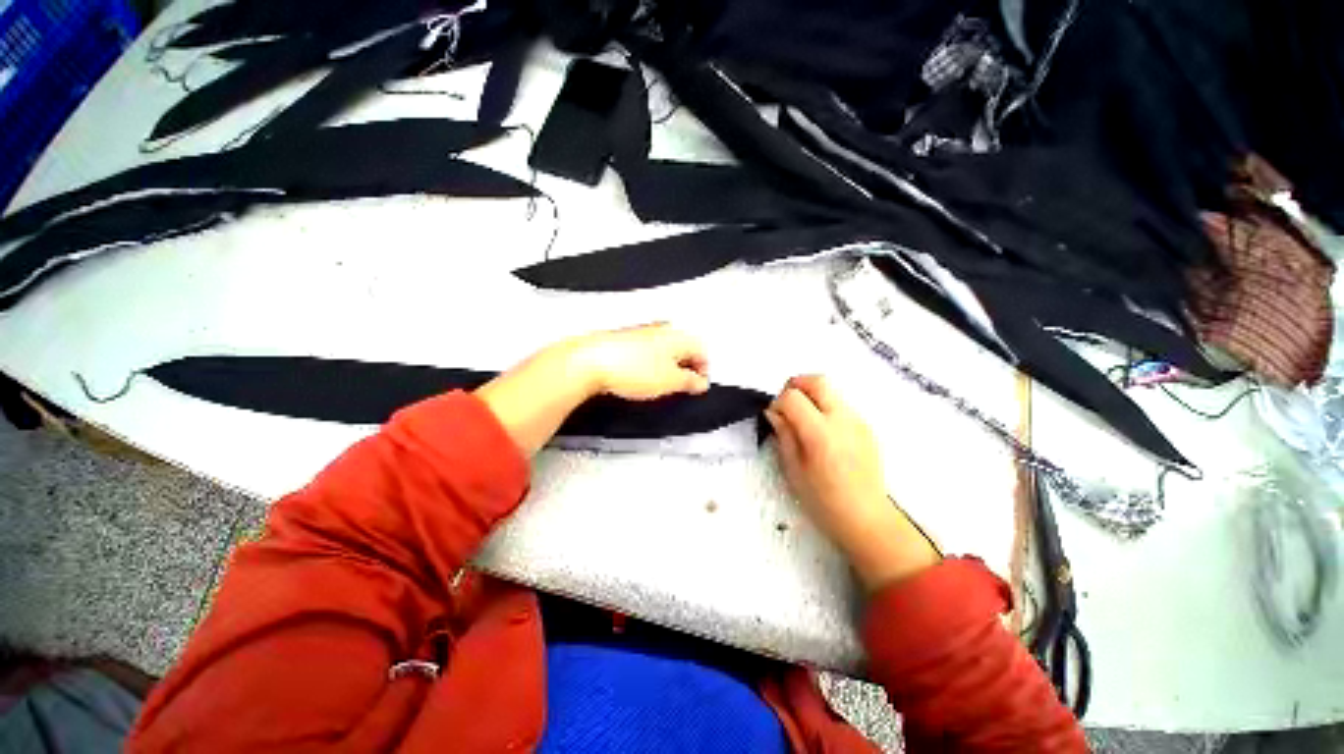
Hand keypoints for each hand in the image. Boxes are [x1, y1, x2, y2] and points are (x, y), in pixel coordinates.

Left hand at [568, 323, 708, 399]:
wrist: (592, 362)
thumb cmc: (629, 367)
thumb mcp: (670, 382)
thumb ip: (690, 382)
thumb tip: (700, 383)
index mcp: (679, 337)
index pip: (702, 350)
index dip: (704, 370)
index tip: (700, 384)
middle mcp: (663, 331)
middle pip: (685, 348)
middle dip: (688, 367)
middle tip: (685, 385)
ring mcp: (644, 334)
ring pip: (667, 350)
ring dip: (670, 367)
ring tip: (663, 384)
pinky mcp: (628, 341)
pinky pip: (649, 353)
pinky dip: (652, 365)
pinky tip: (644, 377)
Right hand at [765, 375, 939, 590]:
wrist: (867, 519)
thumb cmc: (823, 501)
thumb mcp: (793, 469)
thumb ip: (784, 434)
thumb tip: (774, 412)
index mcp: (821, 433)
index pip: (793, 397)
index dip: (778, 402)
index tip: (775, 418)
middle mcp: (843, 419)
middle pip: (817, 381)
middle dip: (796, 385)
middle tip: (787, 406)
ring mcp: (859, 421)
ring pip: (831, 390)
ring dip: (812, 396)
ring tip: (804, 421)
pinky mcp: (867, 427)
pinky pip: (841, 405)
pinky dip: (826, 408)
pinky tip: (823, 433)